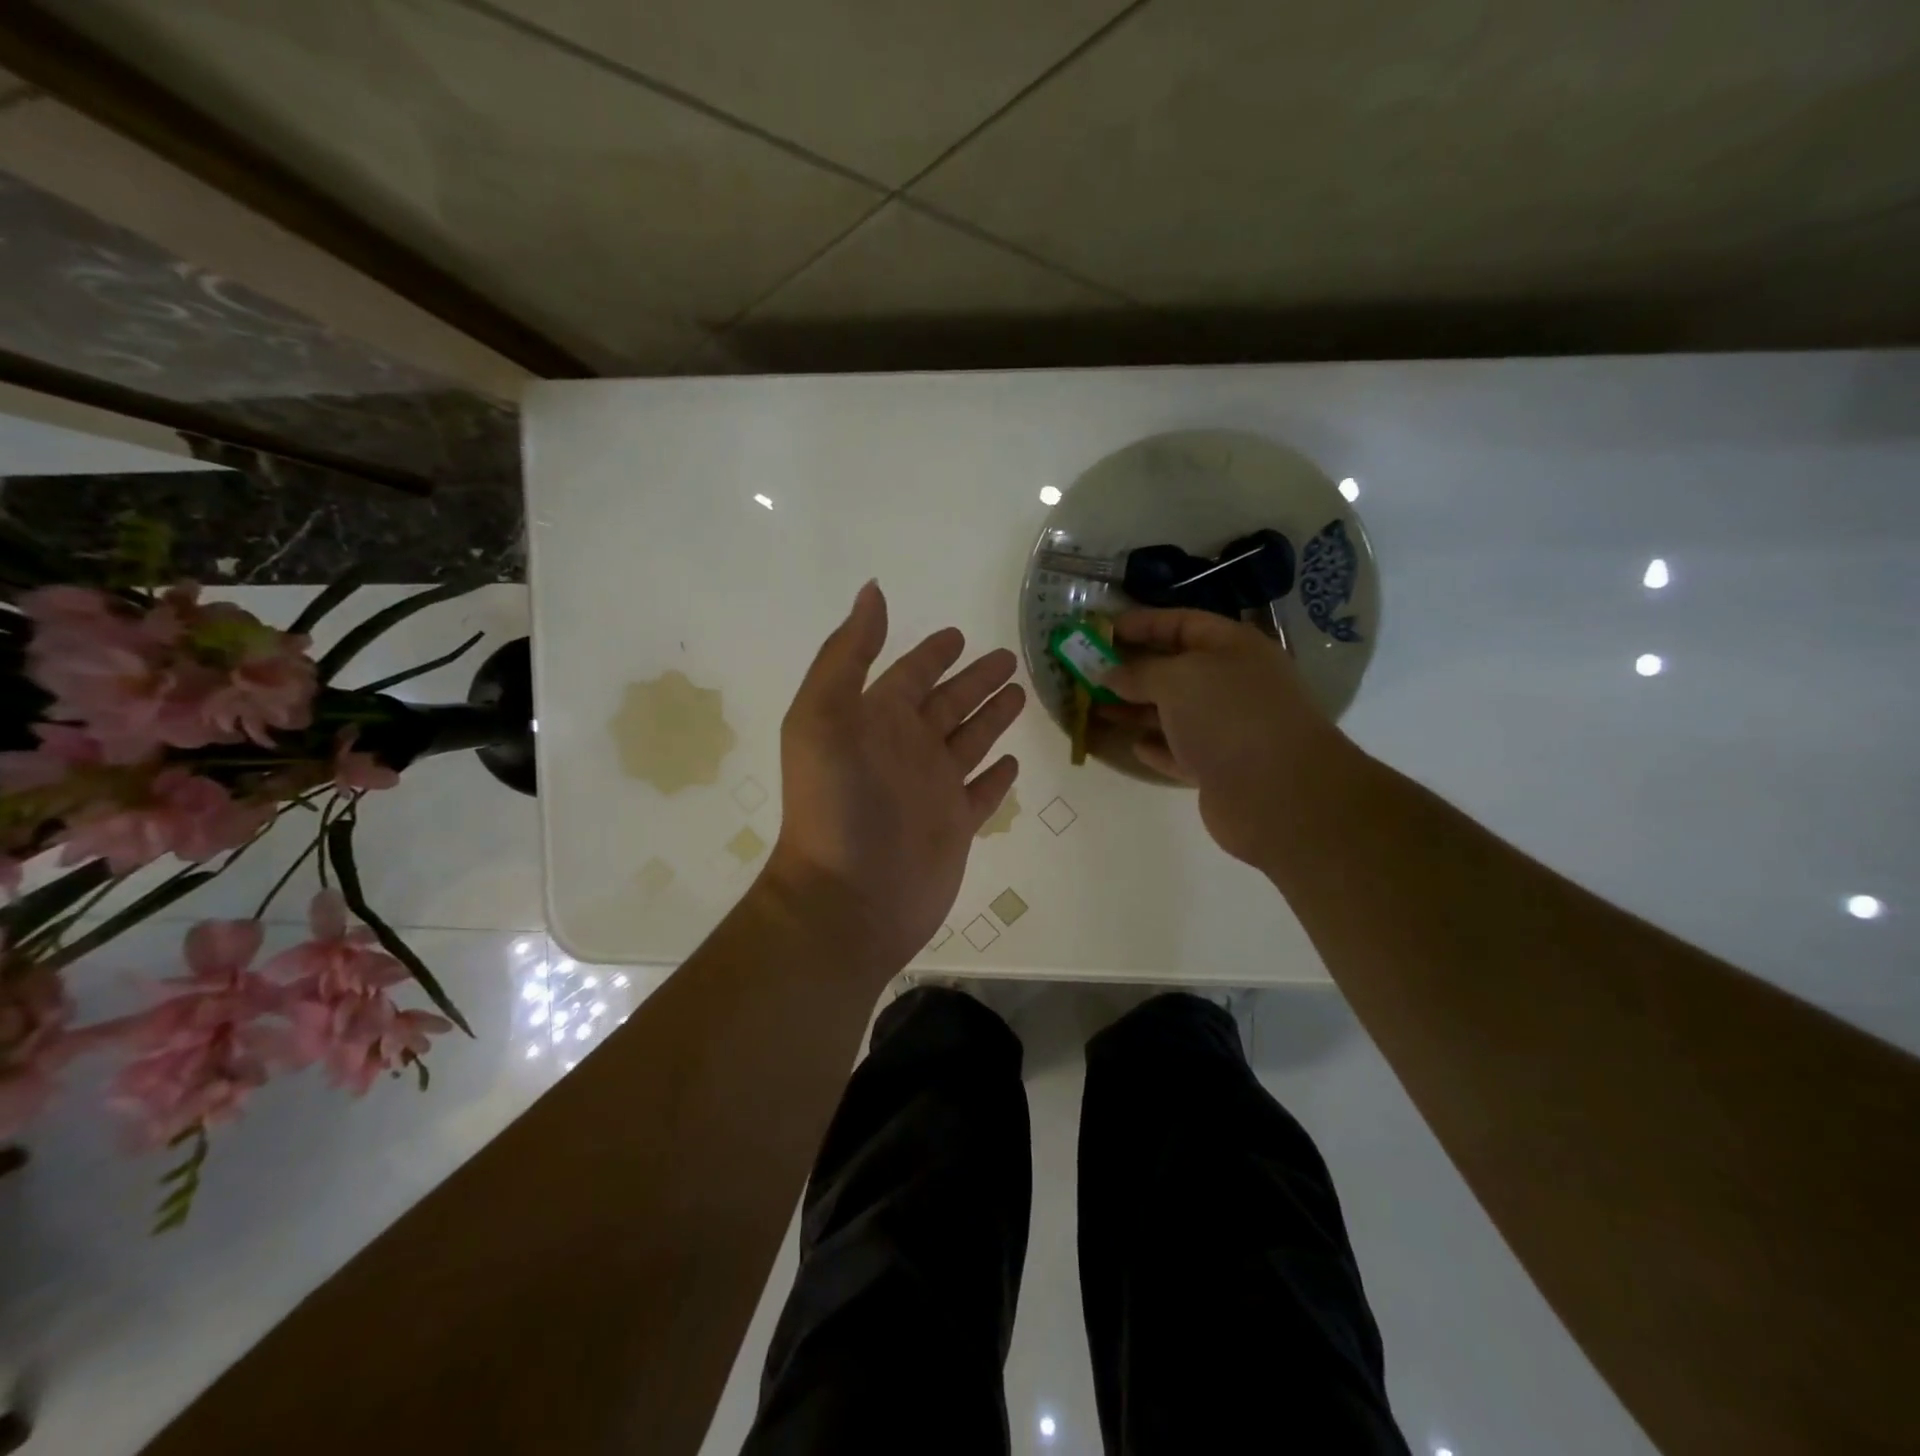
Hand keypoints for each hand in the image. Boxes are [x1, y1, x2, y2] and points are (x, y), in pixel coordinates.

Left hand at [760, 581, 1023, 978]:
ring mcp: (931, 790)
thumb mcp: (824, 717)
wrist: (848, 898)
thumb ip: (848, 654)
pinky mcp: (955, 827)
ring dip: (992, 718)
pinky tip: (1014, 762)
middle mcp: (906, 750)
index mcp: (876, 721)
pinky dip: (996, 777)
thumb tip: (872, 591)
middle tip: (1008, 658)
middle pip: (947, 704)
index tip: (958, 633)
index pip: (909, 674)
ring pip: (970, 742)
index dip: (931, 654)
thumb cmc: (836, 805)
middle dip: (975, 680)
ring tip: (1021, 695)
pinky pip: (982, 793)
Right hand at [1102, 609, 1354, 870]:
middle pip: (1176, 669)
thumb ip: (1138, 672)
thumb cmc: (1229, 716)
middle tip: (1089, 671)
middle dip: (1133, 669)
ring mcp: (1229, 728)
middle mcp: (1233, 684)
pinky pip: (1180, 751)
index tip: (1103, 629)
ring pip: (1174, 713)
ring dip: (1136, 709)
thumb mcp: (1177, 679)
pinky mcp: (1220, 768)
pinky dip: (1157, 747)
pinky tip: (1132, 745)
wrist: (1278, 793)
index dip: (1143, 623)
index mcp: (1233, 648)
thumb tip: (1109, 674)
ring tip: (1096, 708)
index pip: (1183, 623)